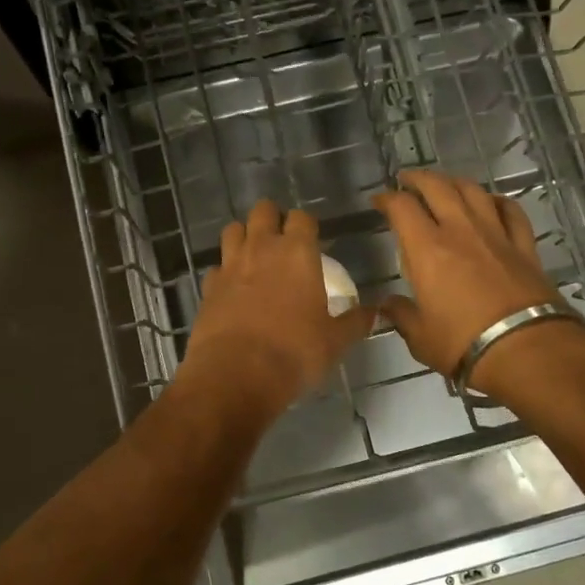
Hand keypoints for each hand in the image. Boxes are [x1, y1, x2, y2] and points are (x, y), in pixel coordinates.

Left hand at [180, 199, 373, 413]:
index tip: (311, 238)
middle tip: (281, 239)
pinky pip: (216, 267)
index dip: (306, 224)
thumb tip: (375, 313)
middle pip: (263, 211)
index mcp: (298, 252)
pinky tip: (232, 288)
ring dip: (244, 235)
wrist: (236, 374)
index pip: (302, 218)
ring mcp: (230, 264)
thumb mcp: (335, 341)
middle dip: (272, 218)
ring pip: (233, 229)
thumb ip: (355, 322)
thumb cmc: (294, 352)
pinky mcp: (208, 286)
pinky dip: (224, 271)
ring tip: (254, 254)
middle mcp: (262, 248)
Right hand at [371, 170, 582, 396]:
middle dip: (418, 179)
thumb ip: (402, 316)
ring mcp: (496, 234)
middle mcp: (460, 231)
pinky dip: (498, 201)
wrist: (526, 350)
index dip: (386, 199)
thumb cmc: (463, 343)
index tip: (378, 201)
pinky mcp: (524, 246)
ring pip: (474, 191)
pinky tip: (492, 202)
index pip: (402, 208)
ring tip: (445, 185)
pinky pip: (511, 211)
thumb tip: (388, 306)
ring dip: (455, 182)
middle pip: (437, 187)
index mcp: (427, 249)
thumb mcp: (420, 337)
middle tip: (407, 180)